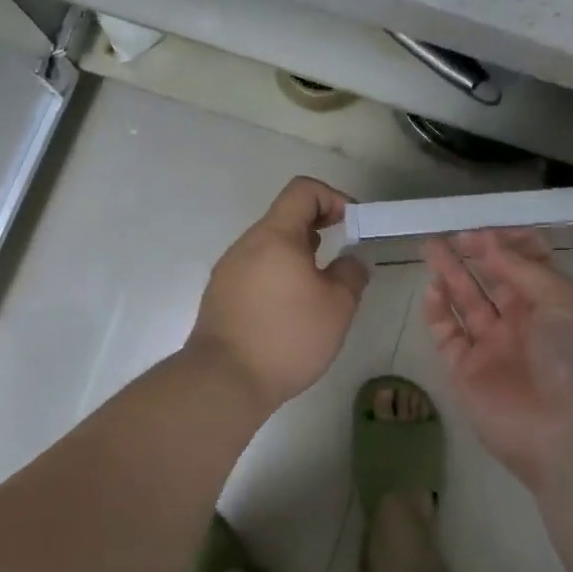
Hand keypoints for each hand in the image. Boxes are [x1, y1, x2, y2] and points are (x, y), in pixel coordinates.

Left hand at [188, 177, 370, 411]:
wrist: (223, 381)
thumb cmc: (287, 336)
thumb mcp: (337, 306)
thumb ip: (351, 274)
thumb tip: (351, 260)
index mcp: (275, 235)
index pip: (303, 190)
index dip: (332, 197)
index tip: (351, 224)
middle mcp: (248, 243)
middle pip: (285, 216)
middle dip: (318, 226)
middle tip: (341, 254)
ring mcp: (229, 269)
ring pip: (270, 245)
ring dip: (298, 253)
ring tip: (318, 285)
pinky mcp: (220, 295)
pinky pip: (255, 269)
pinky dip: (279, 274)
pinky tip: (290, 309)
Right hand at [423, 230, 572, 494]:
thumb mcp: (563, 299)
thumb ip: (521, 268)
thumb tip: (488, 242)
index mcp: (555, 303)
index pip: (526, 264)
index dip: (505, 244)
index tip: (482, 231)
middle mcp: (524, 322)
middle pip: (492, 279)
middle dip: (472, 255)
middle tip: (447, 234)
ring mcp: (494, 347)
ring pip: (466, 302)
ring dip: (449, 274)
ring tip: (430, 247)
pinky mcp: (467, 372)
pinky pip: (448, 335)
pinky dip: (438, 311)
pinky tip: (432, 288)